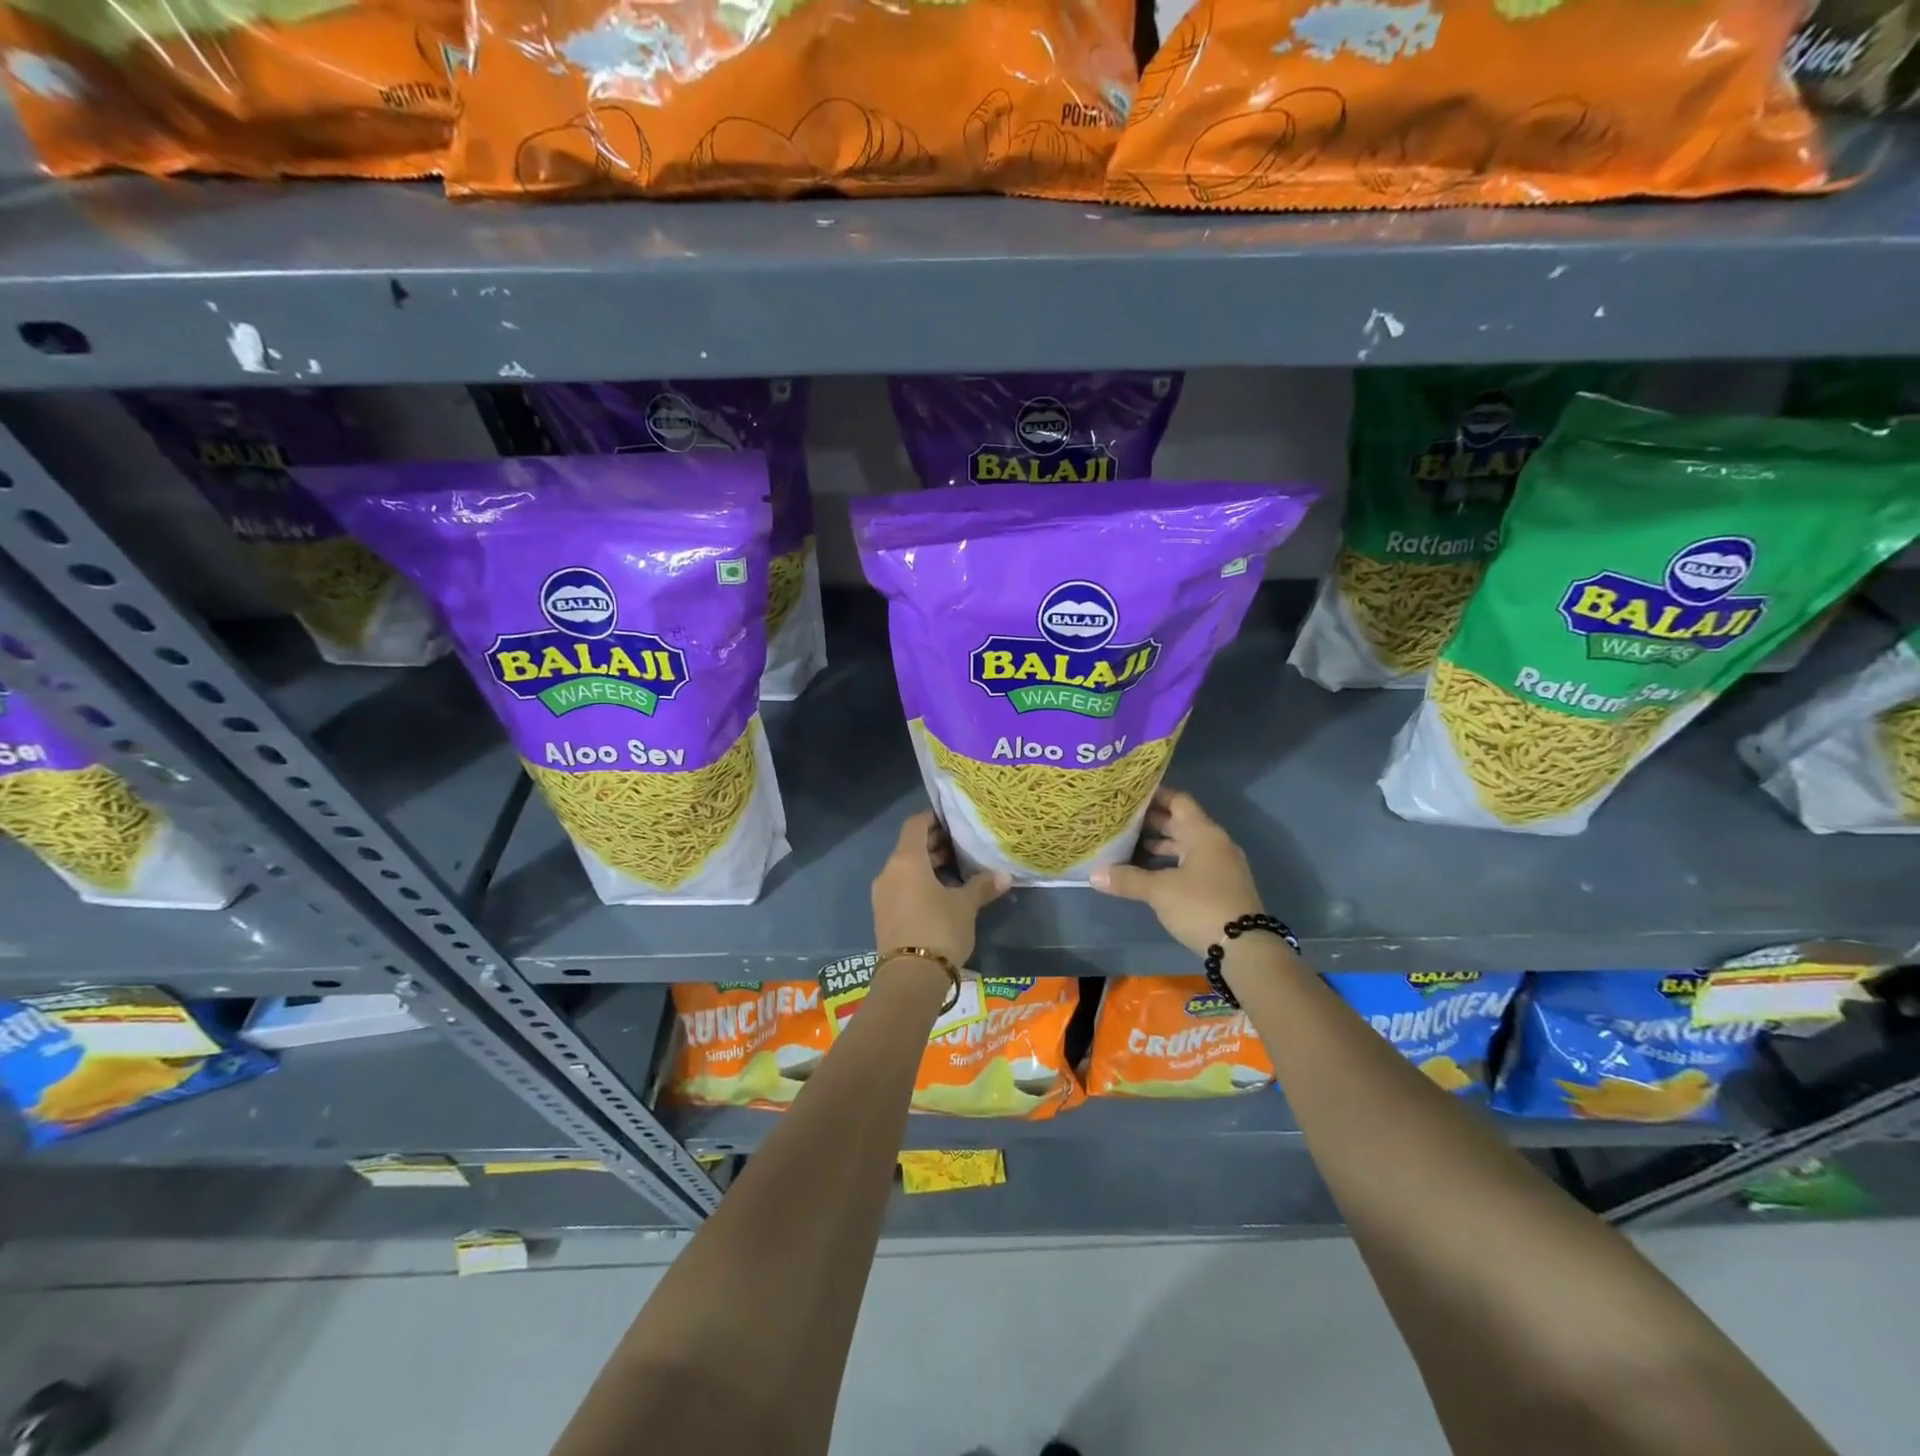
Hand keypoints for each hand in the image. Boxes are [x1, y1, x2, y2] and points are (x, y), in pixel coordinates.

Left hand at [872, 811, 1010, 969]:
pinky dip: (919, 883)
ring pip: (906, 868)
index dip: (933, 817)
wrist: (910, 979)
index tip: (954, 819)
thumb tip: (1005, 875)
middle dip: (935, 843)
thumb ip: (982, 886)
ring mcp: (883, 894)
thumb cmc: (939, 930)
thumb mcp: (965, 906)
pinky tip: (942, 893)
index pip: (915, 824)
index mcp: (905, 860)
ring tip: (957, 869)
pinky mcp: (884, 914)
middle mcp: (889, 872)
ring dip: (928, 865)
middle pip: (910, 846)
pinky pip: (902, 887)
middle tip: (962, 844)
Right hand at [1090, 788, 1262, 955]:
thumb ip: (1127, 879)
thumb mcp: (1160, 891)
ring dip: (1160, 845)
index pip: (1178, 801)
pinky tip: (1149, 872)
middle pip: (1181, 823)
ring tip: (1129, 845)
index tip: (1130, 793)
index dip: (1155, 795)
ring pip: (1186, 845)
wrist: (1245, 948)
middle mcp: (1215, 844)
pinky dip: (1170, 863)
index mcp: (1204, 834)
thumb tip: (1094, 875)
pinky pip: (1191, 864)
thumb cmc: (1201, 906)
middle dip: (1152, 821)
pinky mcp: (1220, 886)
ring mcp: (1220, 866)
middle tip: (1121, 819)